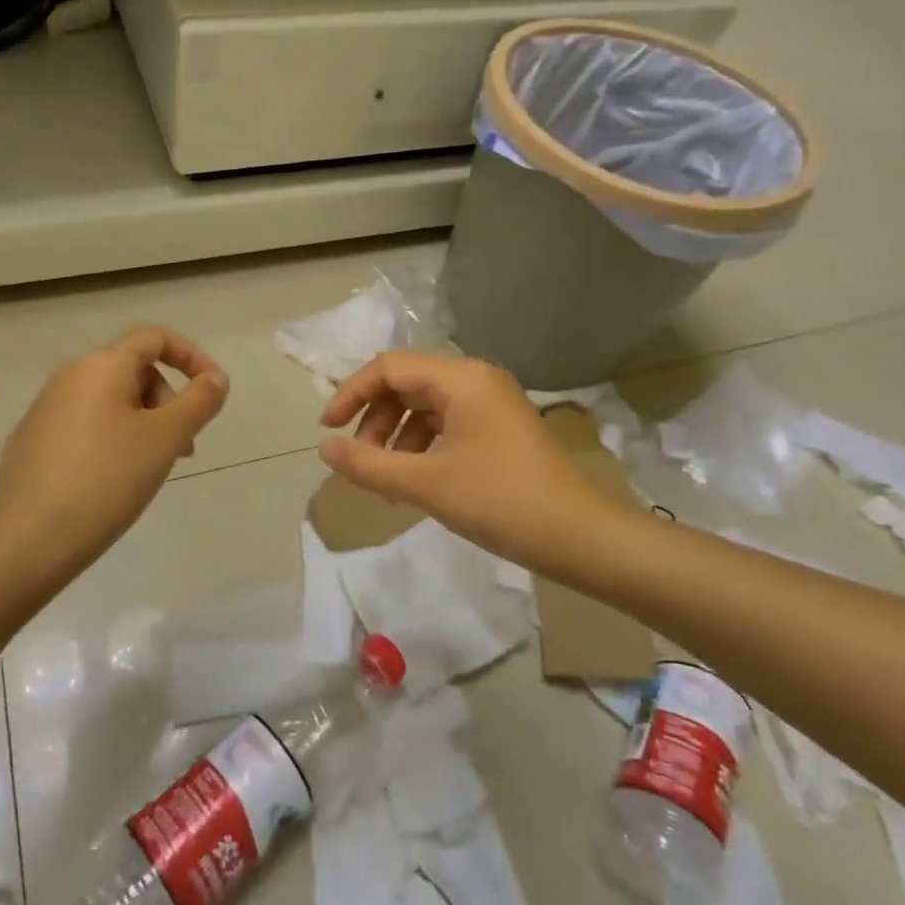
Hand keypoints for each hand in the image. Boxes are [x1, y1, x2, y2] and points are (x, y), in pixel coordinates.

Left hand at [0, 326, 228, 587]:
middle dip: (167, 401)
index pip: (155, 338)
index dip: (191, 356)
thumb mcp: (166, 439)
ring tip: (150, 468)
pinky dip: (110, 439)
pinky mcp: (30, 441)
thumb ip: (199, 401)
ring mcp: (44, 409)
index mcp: (102, 366)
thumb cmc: (108, 479)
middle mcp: (69, 376)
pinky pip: (83, 425)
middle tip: (182, 447)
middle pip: (133, 370)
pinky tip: (111, 482)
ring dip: (142, 423)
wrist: (31, 540)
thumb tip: (215, 379)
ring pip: (109, 401)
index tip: (212, 391)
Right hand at [319, 352, 600, 570]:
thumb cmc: (499, 501)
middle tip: (360, 461)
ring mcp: (491, 402)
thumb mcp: (424, 484)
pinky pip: (447, 423)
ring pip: (425, 405)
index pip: (389, 367)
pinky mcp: (500, 427)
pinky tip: (415, 480)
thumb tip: (325, 448)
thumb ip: (368, 464)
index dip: (351, 394)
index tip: (328, 430)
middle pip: (407, 383)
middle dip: (375, 419)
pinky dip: (422, 445)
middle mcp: (476, 378)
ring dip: (397, 435)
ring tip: (386, 479)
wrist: (579, 537)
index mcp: (460, 378)